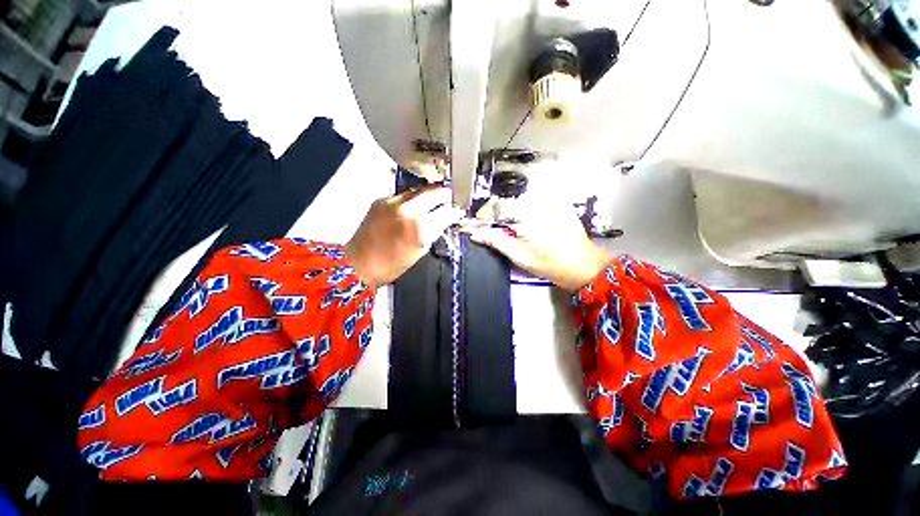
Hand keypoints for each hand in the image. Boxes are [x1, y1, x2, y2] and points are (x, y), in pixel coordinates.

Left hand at [345, 187, 462, 288]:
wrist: (360, 263)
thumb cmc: (393, 264)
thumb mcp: (421, 249)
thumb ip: (434, 230)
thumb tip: (444, 218)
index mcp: (421, 228)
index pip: (446, 212)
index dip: (455, 209)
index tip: (458, 208)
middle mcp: (408, 210)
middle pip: (434, 193)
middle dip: (445, 194)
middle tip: (451, 196)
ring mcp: (393, 202)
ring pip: (419, 189)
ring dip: (429, 192)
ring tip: (436, 197)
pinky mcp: (382, 199)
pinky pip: (403, 194)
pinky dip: (413, 197)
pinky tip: (415, 202)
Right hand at [463, 201, 611, 290]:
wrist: (583, 265)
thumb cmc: (553, 264)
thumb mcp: (520, 256)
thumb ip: (496, 241)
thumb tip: (477, 233)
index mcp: (529, 215)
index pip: (497, 207)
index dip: (484, 217)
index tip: (478, 226)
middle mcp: (540, 202)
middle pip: (507, 201)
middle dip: (495, 215)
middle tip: (490, 230)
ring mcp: (550, 201)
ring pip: (518, 201)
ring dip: (508, 213)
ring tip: (507, 229)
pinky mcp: (557, 204)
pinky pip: (532, 202)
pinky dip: (522, 211)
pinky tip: (523, 225)